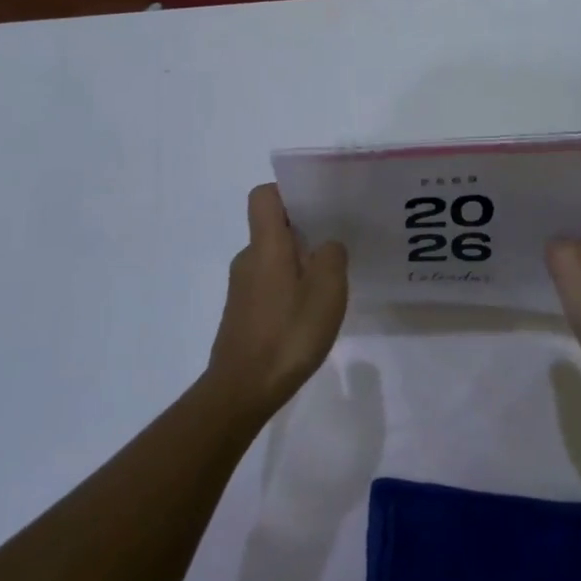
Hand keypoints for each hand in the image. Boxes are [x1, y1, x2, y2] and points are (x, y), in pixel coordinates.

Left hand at [204, 184, 348, 417]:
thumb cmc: (288, 333)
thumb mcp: (327, 291)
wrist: (243, 388)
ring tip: (330, 284)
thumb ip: (332, 256)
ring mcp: (242, 287)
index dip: (288, 192)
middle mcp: (248, 259)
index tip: (318, 204)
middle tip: (338, 244)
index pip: (264, 196)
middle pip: (272, 227)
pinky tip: (310, 313)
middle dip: (304, 230)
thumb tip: (328, 245)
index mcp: (266, 245)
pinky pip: (269, 284)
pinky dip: (290, 288)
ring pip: (273, 258)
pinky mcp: (243, 312)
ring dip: (299, 263)